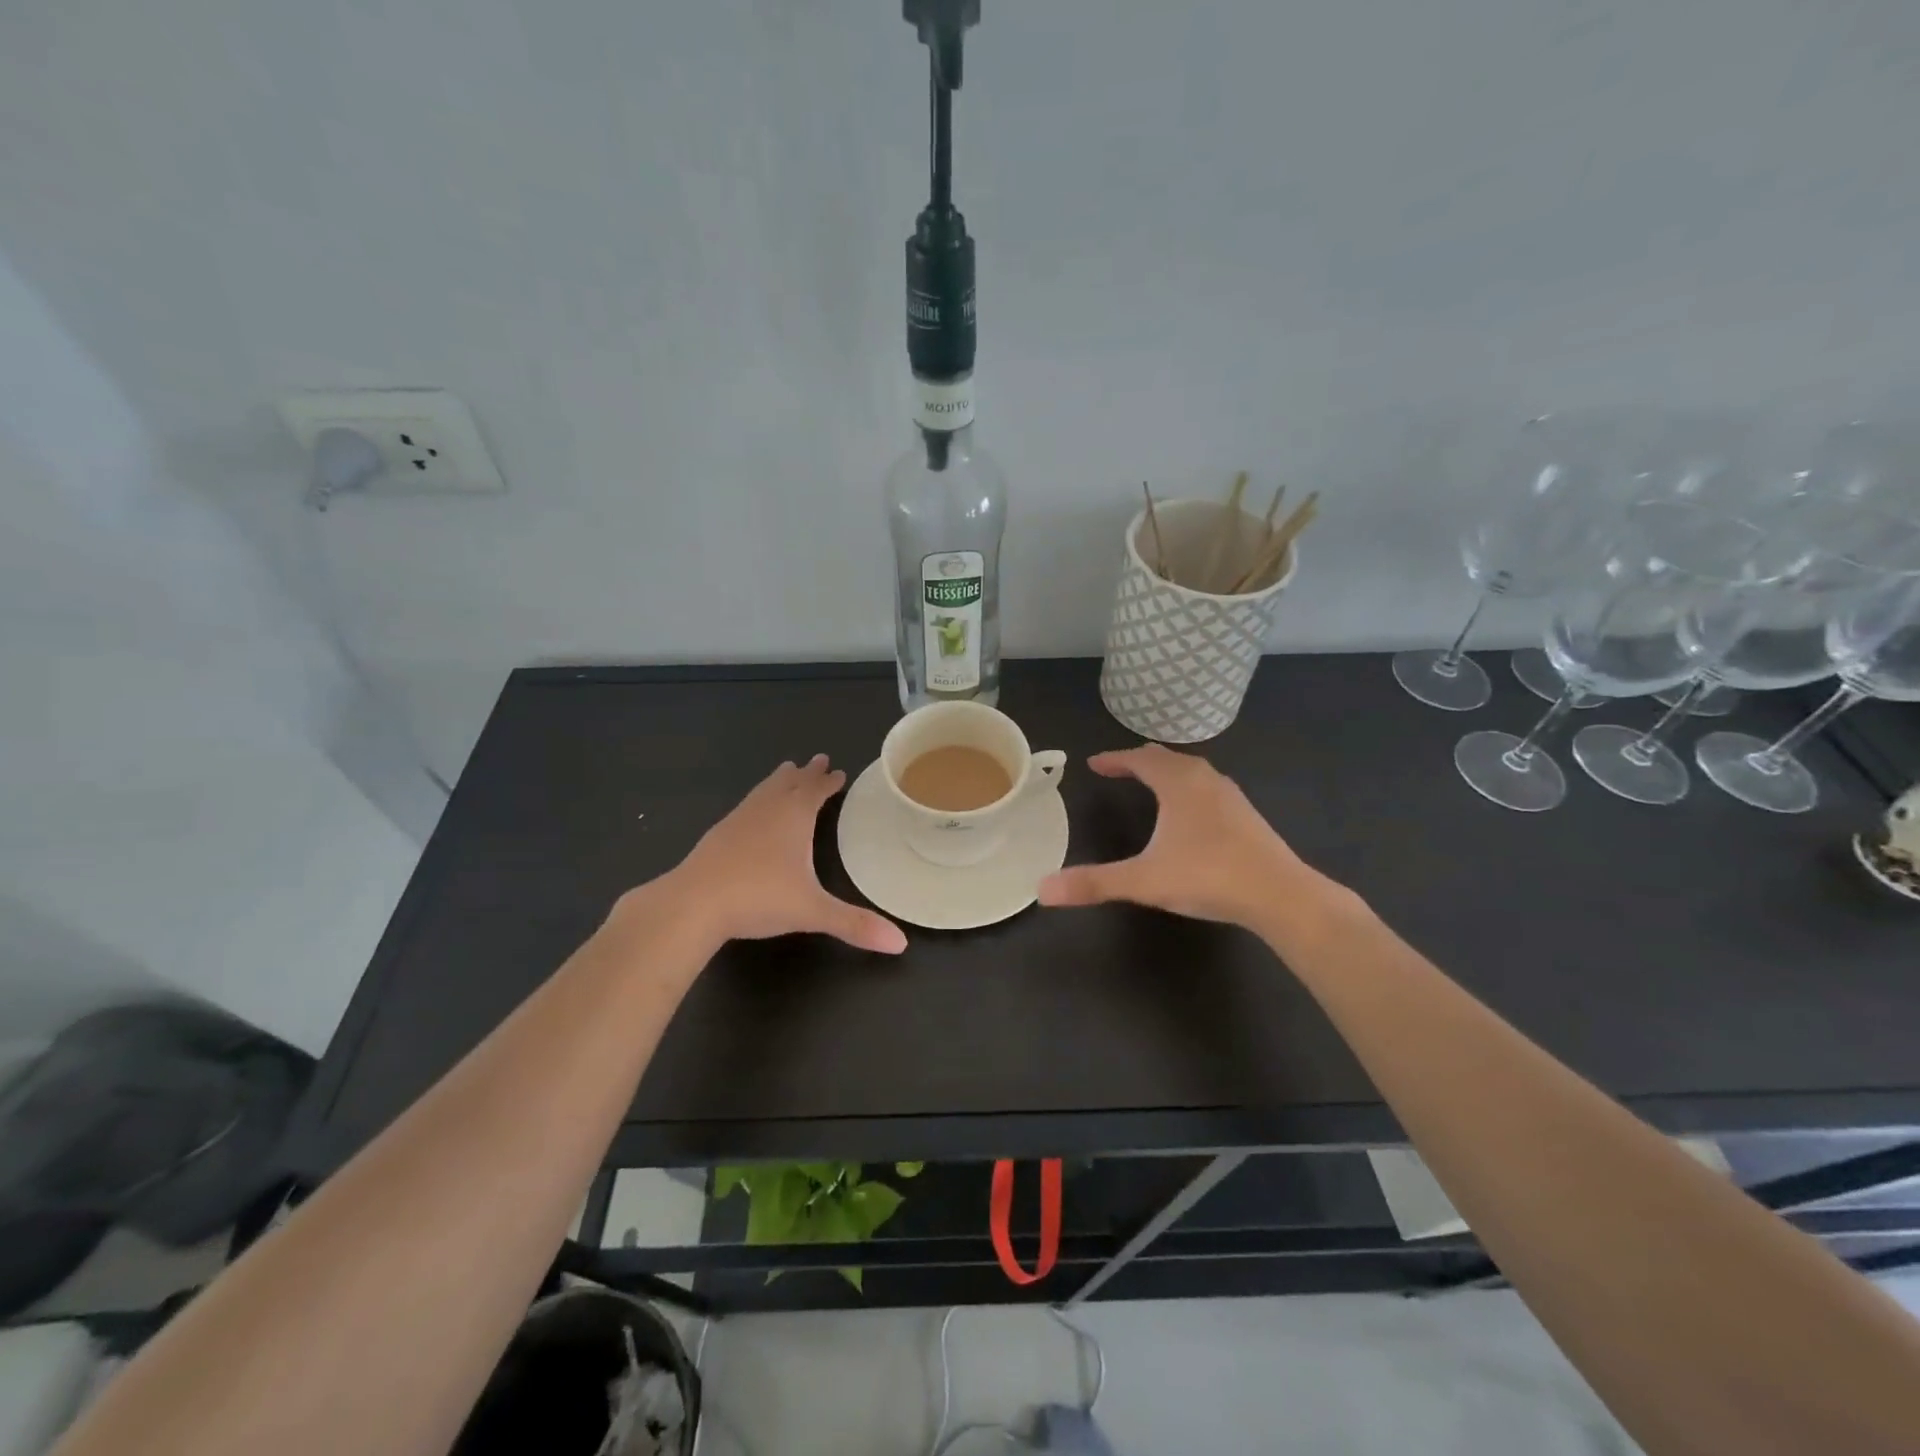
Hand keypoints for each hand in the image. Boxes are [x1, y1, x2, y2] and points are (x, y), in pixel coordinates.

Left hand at [655, 755, 907, 953]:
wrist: (692, 903)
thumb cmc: (758, 898)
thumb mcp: (812, 911)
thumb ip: (855, 925)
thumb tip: (901, 944)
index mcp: (794, 817)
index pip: (816, 791)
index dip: (829, 782)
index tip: (838, 771)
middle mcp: (767, 810)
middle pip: (790, 783)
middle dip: (806, 773)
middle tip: (818, 759)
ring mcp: (738, 820)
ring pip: (764, 790)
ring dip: (780, 780)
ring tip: (786, 771)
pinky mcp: (717, 835)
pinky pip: (745, 806)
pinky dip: (757, 800)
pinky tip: (752, 812)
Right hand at [1036, 745, 1324, 928]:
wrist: (1281, 894)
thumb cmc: (1208, 876)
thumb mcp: (1144, 880)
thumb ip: (1094, 882)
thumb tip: (1042, 889)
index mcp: (1178, 784)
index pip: (1139, 760)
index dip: (1114, 759)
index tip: (1094, 763)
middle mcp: (1205, 780)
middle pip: (1167, 759)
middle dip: (1140, 761)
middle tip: (1119, 768)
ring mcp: (1231, 796)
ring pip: (1192, 771)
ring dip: (1168, 772)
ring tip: (1152, 783)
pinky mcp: (1247, 815)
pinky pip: (1209, 787)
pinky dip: (1189, 787)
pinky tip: (1191, 813)